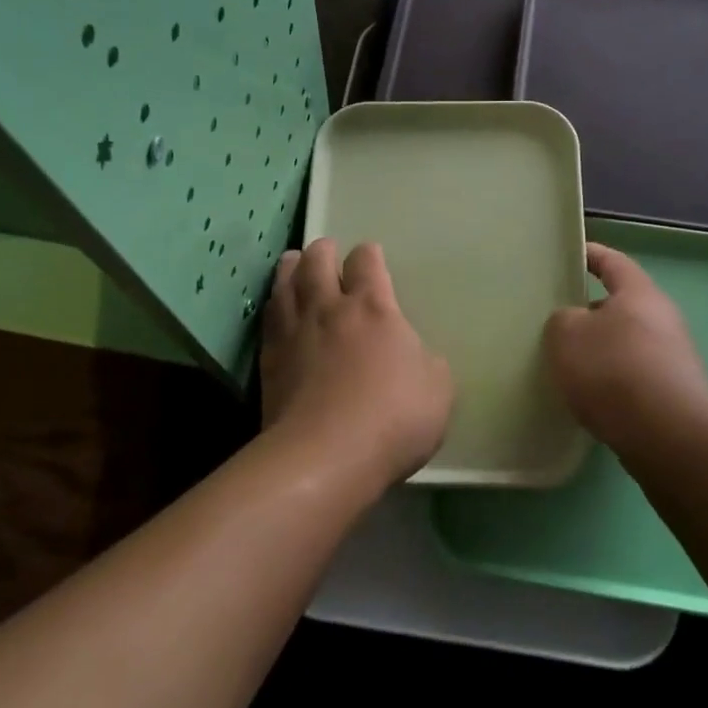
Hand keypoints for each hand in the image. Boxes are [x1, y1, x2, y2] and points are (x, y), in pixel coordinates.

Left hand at [260, 239, 453, 482]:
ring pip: (285, 282)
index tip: (371, 257)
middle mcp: (329, 308)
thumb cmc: (393, 419)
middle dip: (323, 250)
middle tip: (326, 251)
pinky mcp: (269, 360)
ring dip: (290, 267)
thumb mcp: (438, 389)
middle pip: (317, 260)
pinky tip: (277, 309)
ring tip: (293, 263)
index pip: (366, 261)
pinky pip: (268, 318)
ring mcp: (294, 332)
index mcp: (373, 307)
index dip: (369, 254)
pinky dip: (274, 304)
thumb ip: (427, 362)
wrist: (326, 457)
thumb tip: (414, 356)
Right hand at [545, 242, 707, 450]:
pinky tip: (589, 396)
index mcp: (639, 293)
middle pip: (620, 304)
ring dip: (600, 349)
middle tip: (556, 318)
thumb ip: (562, 319)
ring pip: (626, 342)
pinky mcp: (674, 392)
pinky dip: (612, 379)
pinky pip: (634, 374)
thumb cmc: (613, 371)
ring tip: (567, 362)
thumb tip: (573, 323)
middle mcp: (663, 318)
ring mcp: (673, 357)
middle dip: (589, 309)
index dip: (589, 254)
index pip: (612, 261)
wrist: (668, 437)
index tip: (568, 254)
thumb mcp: (566, 335)